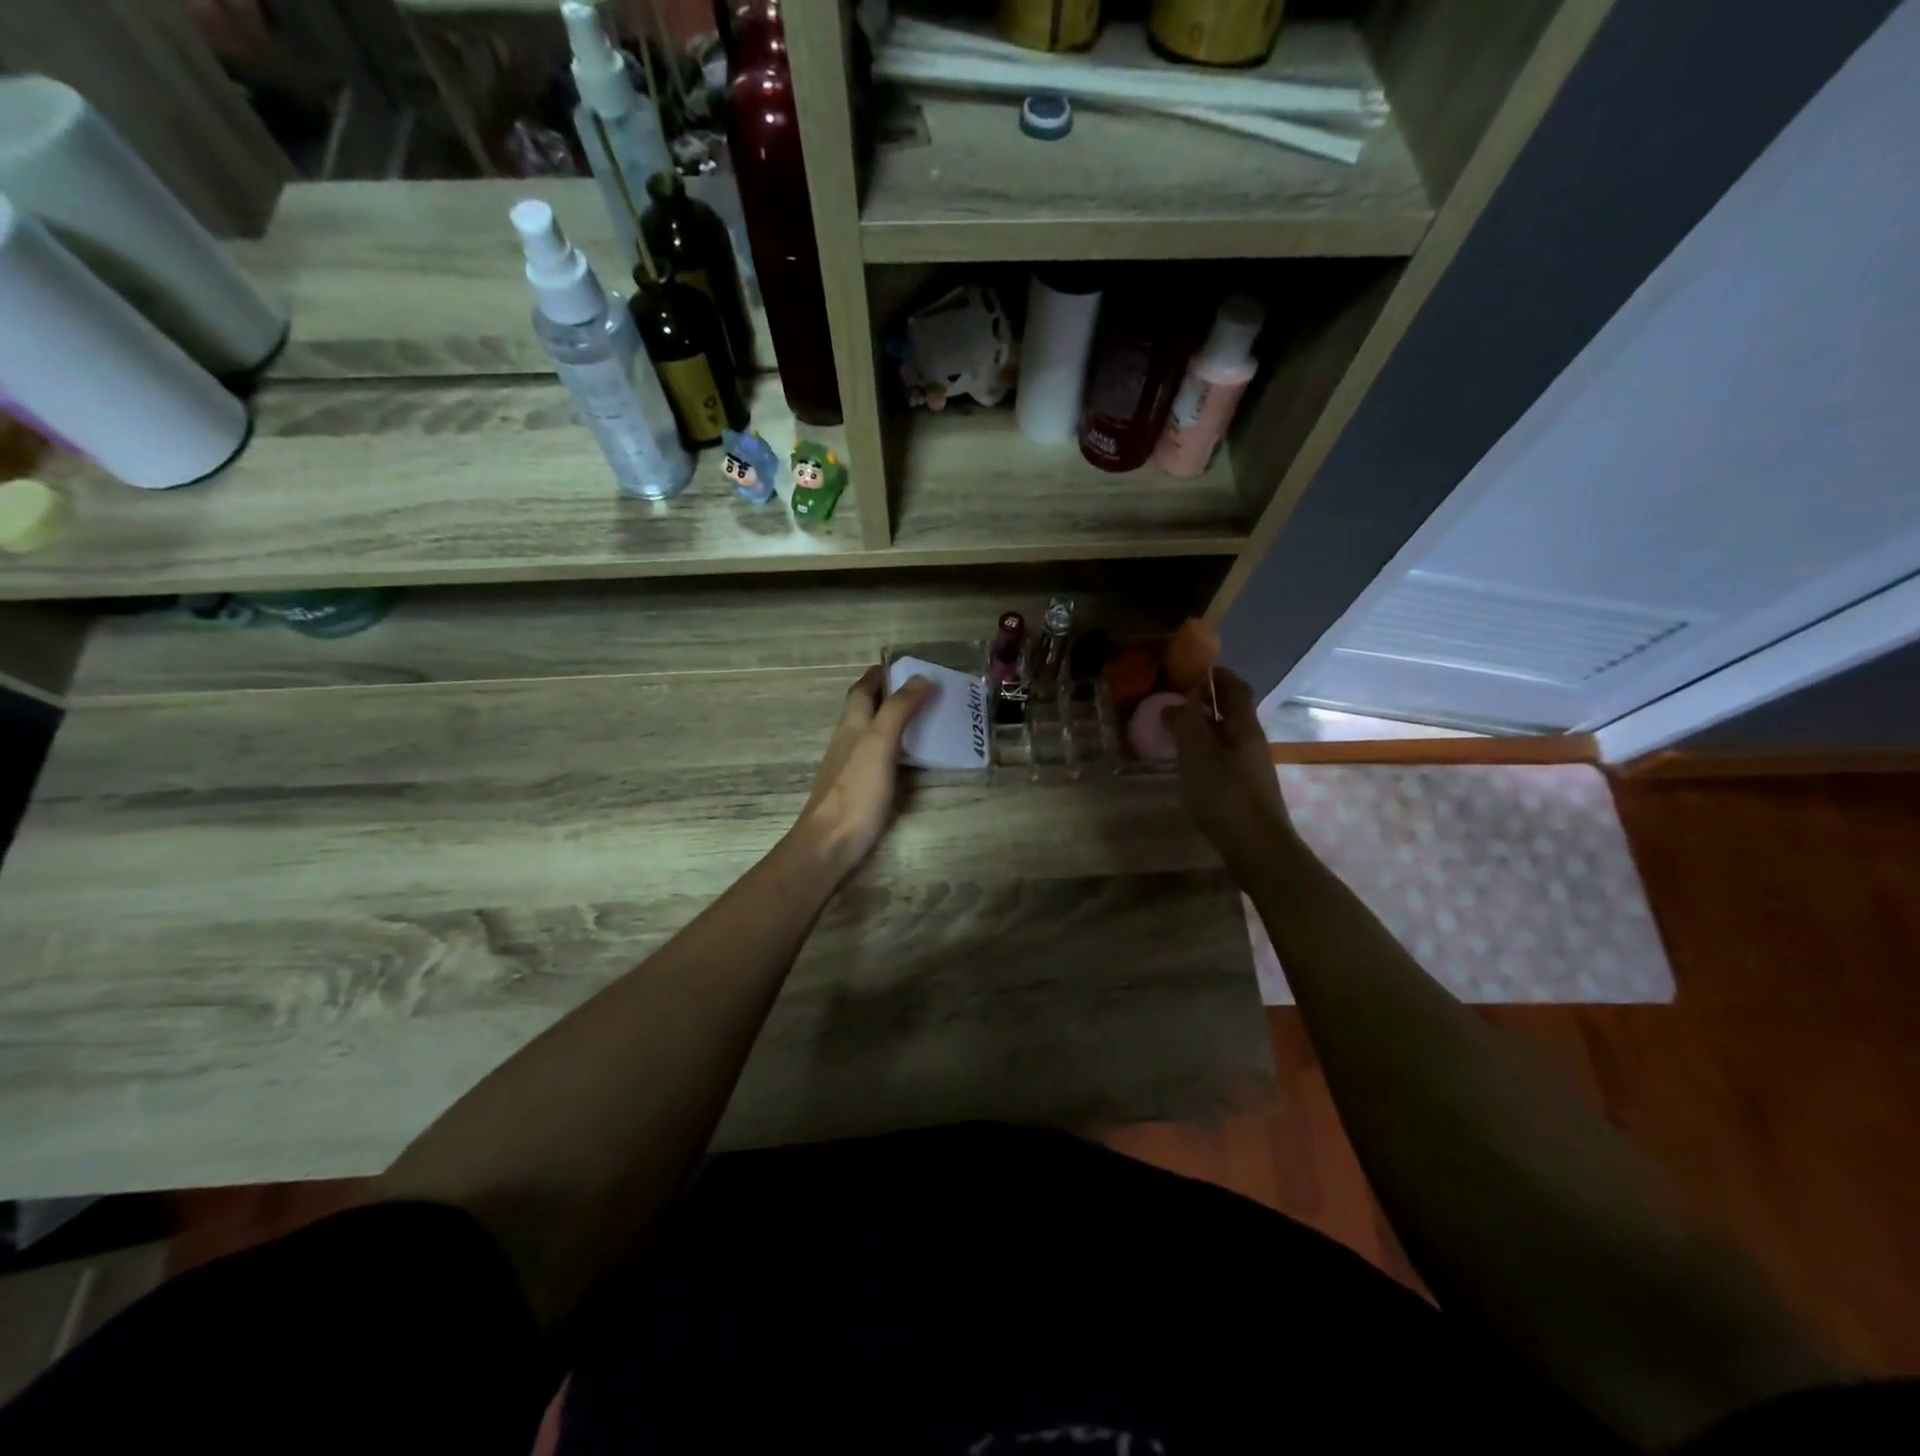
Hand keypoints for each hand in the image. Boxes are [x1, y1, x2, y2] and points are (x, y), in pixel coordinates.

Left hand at [794, 667, 931, 878]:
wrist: (831, 843)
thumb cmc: (856, 790)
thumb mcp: (880, 743)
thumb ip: (898, 710)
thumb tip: (920, 677)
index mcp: (852, 725)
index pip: (862, 689)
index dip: (879, 675)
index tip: (904, 665)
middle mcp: (849, 741)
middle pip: (867, 710)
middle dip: (891, 696)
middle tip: (925, 692)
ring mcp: (852, 767)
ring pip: (873, 735)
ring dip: (895, 723)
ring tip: (927, 721)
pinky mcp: (860, 790)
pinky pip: (881, 760)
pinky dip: (898, 751)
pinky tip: (913, 760)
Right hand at [1165, 669, 1292, 864]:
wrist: (1258, 849)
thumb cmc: (1225, 795)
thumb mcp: (1197, 754)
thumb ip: (1184, 723)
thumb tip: (1173, 704)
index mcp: (1244, 726)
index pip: (1235, 687)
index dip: (1216, 674)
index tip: (1190, 668)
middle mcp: (1251, 742)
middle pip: (1231, 711)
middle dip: (1205, 701)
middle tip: (1173, 699)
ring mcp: (1250, 767)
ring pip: (1226, 736)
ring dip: (1203, 728)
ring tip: (1173, 731)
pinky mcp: (1244, 790)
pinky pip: (1222, 759)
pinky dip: (1204, 752)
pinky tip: (1186, 765)